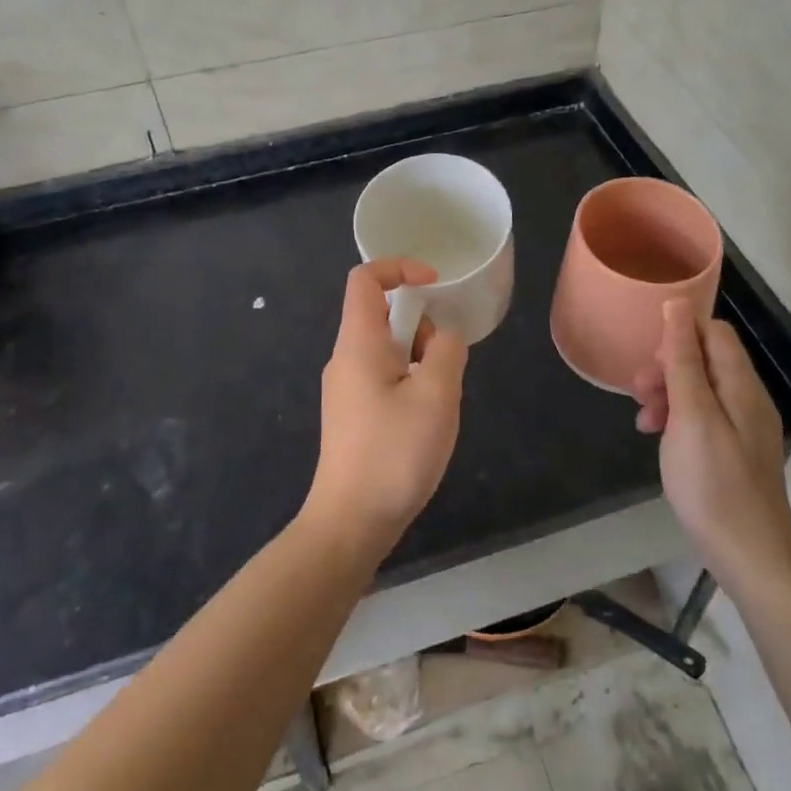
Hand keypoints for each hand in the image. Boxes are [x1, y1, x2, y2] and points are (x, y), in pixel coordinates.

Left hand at [304, 259, 468, 558]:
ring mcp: (344, 389)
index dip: (400, 267)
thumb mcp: (436, 395)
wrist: (350, 523)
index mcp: (358, 343)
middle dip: (420, 325)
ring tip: (437, 399)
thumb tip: (444, 337)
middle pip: (380, 314)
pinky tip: (423, 421)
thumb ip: (447, 351)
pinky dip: (408, 380)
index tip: (435, 284)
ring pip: (385, 348)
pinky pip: (382, 376)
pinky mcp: (350, 415)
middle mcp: (344, 359)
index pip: (365, 279)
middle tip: (442, 362)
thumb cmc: (394, 453)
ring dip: (418, 357)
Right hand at [634, 300, 790, 585]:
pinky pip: (704, 417)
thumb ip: (684, 359)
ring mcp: (744, 428)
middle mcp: (748, 399)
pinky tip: (659, 438)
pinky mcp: (735, 452)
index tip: (651, 360)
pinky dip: (678, 418)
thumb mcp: (691, 416)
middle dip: (668, 367)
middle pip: (706, 360)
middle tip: (639, 393)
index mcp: (741, 385)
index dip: (680, 334)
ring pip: (701, 389)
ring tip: (643, 420)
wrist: (750, 559)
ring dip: (668, 394)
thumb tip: (678, 305)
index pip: (715, 332)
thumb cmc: (713, 484)